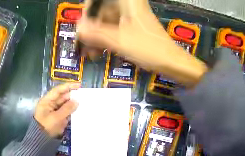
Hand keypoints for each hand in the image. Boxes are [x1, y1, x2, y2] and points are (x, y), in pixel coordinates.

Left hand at [34, 83, 79, 137]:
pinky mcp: (60, 116)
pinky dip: (73, 110)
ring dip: (74, 103)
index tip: (78, 86)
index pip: (58, 90)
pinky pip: (67, 111)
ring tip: (84, 102)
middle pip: (63, 97)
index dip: (68, 87)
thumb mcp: (56, 117)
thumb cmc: (47, 127)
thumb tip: (77, 101)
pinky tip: (80, 110)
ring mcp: (56, 110)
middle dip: (73, 96)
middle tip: (84, 96)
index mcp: (47, 101)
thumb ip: (67, 109)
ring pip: (66, 104)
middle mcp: (51, 104)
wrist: (43, 140)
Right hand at [77, 0, 206, 85]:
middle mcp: (125, 5)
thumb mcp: (119, 41)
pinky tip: (98, 53)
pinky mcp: (127, 30)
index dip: (87, 12)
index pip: (98, 0)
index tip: (82, 30)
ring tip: (90, 55)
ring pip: (104, 25)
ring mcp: (126, 19)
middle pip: (100, 13)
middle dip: (90, 31)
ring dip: (95, 39)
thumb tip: (79, 30)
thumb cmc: (145, 48)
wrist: (165, 60)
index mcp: (126, 1)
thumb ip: (97, 34)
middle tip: (83, 48)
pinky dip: (103, 43)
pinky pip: (110, 33)